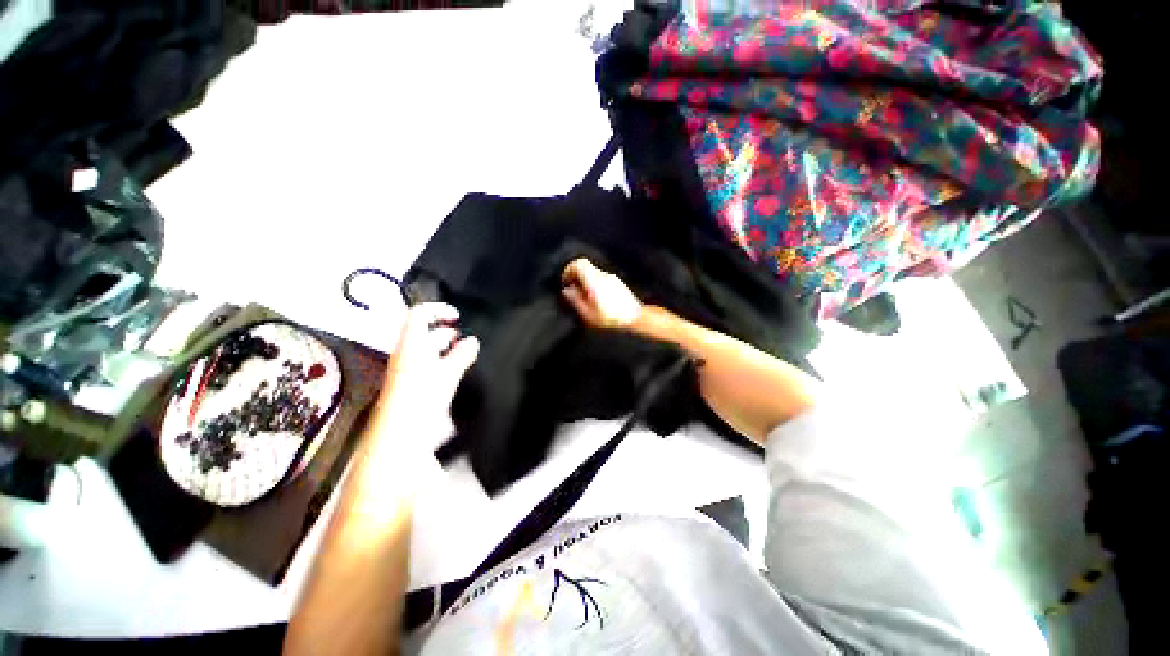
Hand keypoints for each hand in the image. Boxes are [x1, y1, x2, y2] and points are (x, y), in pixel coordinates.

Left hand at [380, 303, 478, 424]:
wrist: (399, 436)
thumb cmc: (421, 399)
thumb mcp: (447, 374)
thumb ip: (461, 355)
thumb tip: (473, 340)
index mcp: (411, 345)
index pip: (419, 314)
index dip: (438, 310)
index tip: (458, 316)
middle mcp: (407, 353)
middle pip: (424, 332)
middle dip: (446, 330)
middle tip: (465, 337)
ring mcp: (409, 369)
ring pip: (428, 349)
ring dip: (447, 347)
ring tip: (466, 352)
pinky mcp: (413, 384)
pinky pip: (429, 364)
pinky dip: (444, 361)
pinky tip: (458, 370)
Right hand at [561, 258, 642, 329]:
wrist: (635, 317)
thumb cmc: (611, 318)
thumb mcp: (588, 314)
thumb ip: (576, 300)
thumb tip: (567, 291)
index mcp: (594, 281)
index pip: (579, 263)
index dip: (569, 270)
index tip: (566, 281)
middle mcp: (603, 275)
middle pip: (585, 267)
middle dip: (576, 276)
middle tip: (573, 290)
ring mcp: (611, 278)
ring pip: (593, 273)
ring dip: (585, 281)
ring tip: (584, 298)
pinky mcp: (617, 282)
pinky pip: (601, 278)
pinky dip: (594, 284)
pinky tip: (596, 299)